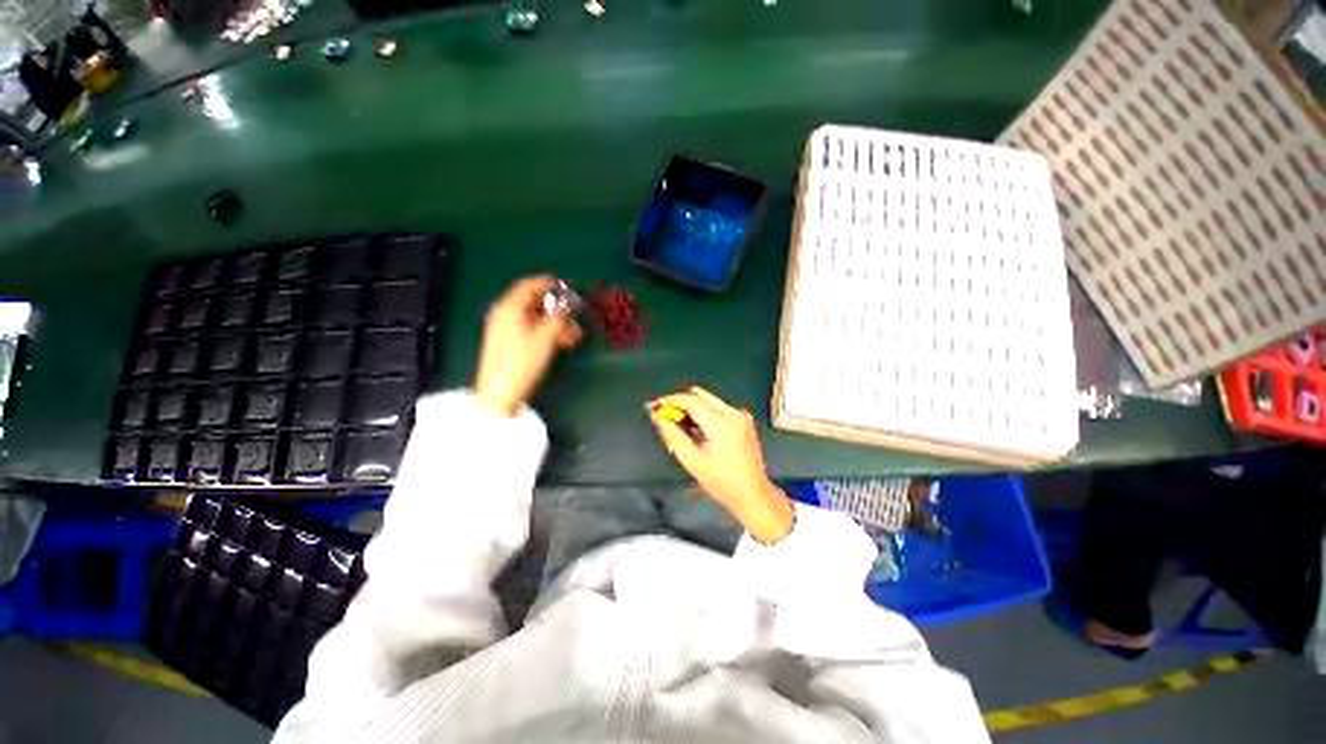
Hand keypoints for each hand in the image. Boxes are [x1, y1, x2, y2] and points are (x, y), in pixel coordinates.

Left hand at [475, 275, 582, 417]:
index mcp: (510, 308)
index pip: (529, 285)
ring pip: (535, 318)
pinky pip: (531, 330)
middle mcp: (505, 314)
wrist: (499, 393)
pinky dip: (547, 332)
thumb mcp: (545, 338)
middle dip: (557, 308)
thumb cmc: (522, 362)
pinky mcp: (509, 343)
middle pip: (534, 302)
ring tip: (574, 335)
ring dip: (555, 323)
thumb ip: (559, 318)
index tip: (567, 286)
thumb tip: (569, 304)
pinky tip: (563, 342)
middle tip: (576, 315)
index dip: (549, 283)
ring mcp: (506, 329)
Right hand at [649, 387, 794, 543]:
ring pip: (709, 400)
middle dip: (680, 402)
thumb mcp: (692, 461)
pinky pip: (718, 407)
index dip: (670, 400)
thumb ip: (673, 435)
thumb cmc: (721, 482)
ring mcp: (741, 415)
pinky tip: (697, 431)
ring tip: (680, 427)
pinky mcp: (744, 419)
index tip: (654, 406)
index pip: (692, 400)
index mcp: (722, 424)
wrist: (753, 494)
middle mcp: (734, 413)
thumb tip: (656, 416)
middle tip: (665, 416)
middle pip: (701, 395)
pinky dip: (704, 414)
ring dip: (692, 408)